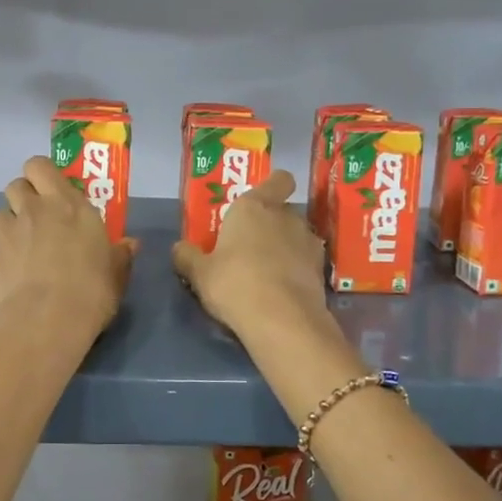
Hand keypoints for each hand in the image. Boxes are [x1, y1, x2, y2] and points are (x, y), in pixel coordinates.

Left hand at [0, 155, 136, 340]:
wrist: (44, 321)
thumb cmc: (90, 293)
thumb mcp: (115, 275)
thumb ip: (120, 255)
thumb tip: (130, 244)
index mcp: (69, 205)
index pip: (42, 166)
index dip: (44, 175)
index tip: (56, 191)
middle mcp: (36, 209)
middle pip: (17, 183)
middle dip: (26, 194)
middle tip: (40, 214)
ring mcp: (10, 232)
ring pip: (1, 210)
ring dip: (11, 221)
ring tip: (25, 243)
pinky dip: (4, 249)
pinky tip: (16, 270)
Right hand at [171, 170, 327, 342]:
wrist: (282, 320)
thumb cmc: (234, 284)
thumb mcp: (199, 274)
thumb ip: (187, 257)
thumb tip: (180, 248)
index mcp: (254, 206)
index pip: (278, 180)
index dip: (272, 187)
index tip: (259, 202)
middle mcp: (285, 216)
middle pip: (281, 210)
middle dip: (269, 224)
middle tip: (249, 246)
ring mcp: (308, 242)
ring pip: (296, 236)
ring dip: (285, 247)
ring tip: (267, 272)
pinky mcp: (321, 269)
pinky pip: (305, 261)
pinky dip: (297, 270)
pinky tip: (282, 290)